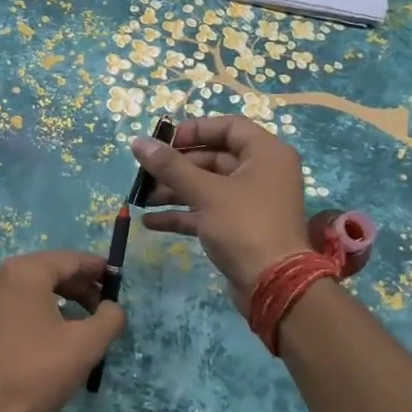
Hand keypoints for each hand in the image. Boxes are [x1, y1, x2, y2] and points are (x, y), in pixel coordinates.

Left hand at [0, 250, 125, 411]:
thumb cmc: (35, 371)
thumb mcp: (85, 345)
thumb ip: (109, 319)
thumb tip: (113, 307)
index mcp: (24, 272)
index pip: (69, 259)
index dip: (97, 268)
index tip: (119, 281)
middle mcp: (0, 276)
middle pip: (50, 271)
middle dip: (81, 286)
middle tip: (106, 307)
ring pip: (34, 290)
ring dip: (63, 301)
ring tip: (87, 324)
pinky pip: (18, 305)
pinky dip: (41, 312)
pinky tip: (57, 336)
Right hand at [132, 116, 311, 308]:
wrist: (273, 285)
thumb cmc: (245, 226)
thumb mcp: (205, 192)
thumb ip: (170, 166)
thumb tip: (138, 142)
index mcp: (266, 153)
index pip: (229, 126)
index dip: (195, 130)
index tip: (164, 141)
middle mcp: (262, 173)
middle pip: (214, 157)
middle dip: (177, 166)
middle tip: (145, 173)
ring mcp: (251, 202)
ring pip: (208, 187)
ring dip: (175, 191)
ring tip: (141, 199)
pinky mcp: (240, 228)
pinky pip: (208, 212)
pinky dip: (183, 214)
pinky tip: (151, 222)